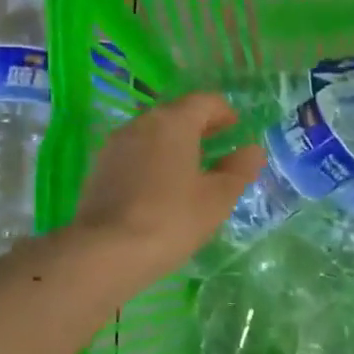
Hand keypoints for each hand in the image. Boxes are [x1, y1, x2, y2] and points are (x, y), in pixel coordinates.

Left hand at [71, 93, 265, 283]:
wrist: (105, 252)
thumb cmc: (171, 219)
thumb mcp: (216, 198)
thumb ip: (239, 170)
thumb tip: (253, 150)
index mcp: (174, 121)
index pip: (205, 101)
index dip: (225, 113)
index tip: (237, 129)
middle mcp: (142, 123)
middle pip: (176, 114)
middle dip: (200, 127)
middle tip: (219, 147)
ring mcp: (116, 144)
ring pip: (153, 133)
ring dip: (174, 144)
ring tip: (191, 169)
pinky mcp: (99, 168)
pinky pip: (135, 153)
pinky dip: (153, 160)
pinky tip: (161, 187)